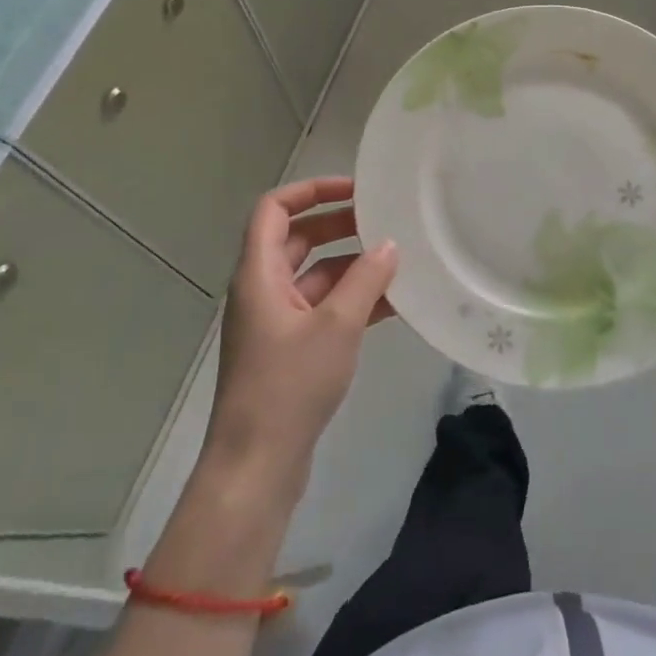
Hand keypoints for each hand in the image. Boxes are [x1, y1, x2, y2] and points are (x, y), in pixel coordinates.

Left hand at [204, 177, 397, 491]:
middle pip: (298, 240)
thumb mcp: (336, 326)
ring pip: (315, 277)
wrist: (257, 466)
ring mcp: (275, 322)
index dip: (312, 190)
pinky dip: (352, 302)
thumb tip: (389, 246)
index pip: (275, 209)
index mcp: (258, 274)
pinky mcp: (289, 350)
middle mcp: (262, 290)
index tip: (356, 190)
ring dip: (352, 267)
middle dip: (340, 226)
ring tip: (398, 262)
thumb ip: (365, 280)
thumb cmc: (289, 385)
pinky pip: (322, 310)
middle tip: (385, 222)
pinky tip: (393, 305)